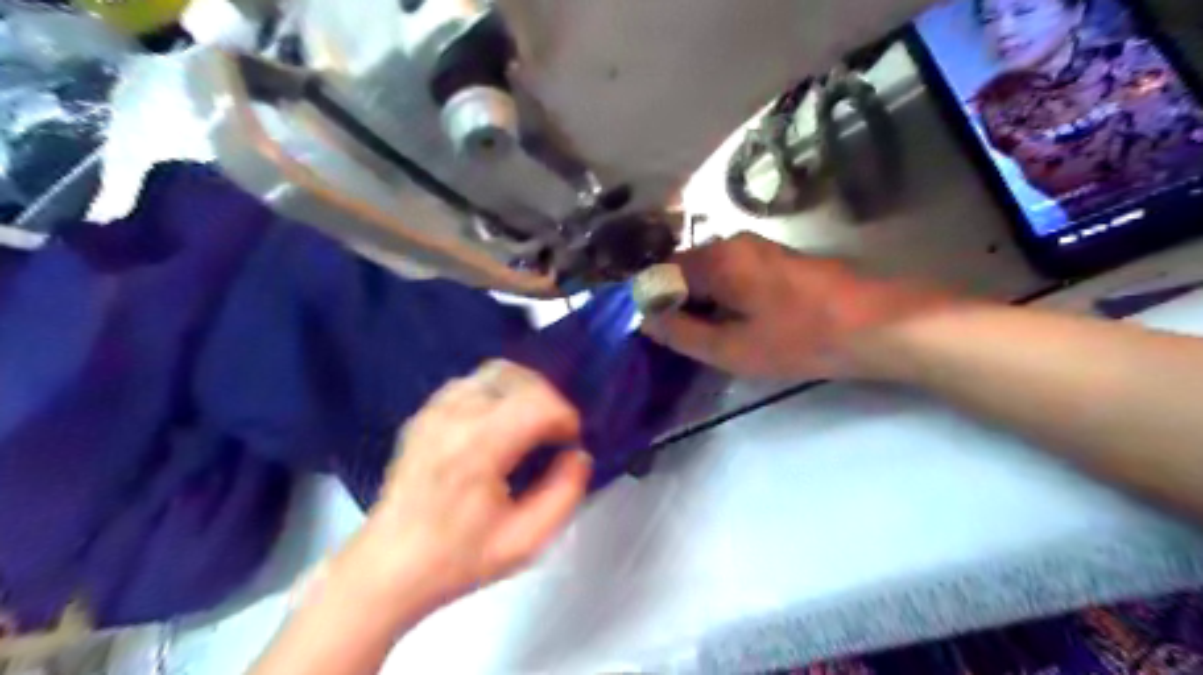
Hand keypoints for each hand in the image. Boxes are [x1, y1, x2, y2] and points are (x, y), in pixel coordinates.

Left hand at [329, 361, 592, 614]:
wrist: (388, 567)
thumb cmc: (459, 558)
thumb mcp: (526, 541)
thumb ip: (565, 493)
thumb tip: (578, 455)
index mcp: (480, 446)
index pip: (539, 401)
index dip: (566, 417)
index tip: (570, 443)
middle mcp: (455, 416)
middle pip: (519, 377)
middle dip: (548, 400)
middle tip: (554, 434)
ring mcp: (435, 410)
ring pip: (495, 372)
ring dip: (523, 392)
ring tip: (529, 426)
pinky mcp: (424, 414)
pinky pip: (471, 383)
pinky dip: (496, 393)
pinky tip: (498, 425)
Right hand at [640, 232, 959, 380]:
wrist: (877, 325)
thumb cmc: (800, 339)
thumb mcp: (733, 349)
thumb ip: (682, 333)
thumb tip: (647, 321)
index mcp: (717, 260)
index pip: (661, 274)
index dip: (653, 303)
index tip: (656, 333)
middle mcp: (733, 243)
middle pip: (685, 270)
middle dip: (678, 303)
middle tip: (682, 341)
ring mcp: (758, 248)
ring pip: (710, 272)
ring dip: (702, 301)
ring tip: (710, 337)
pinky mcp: (777, 259)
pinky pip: (733, 273)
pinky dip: (724, 296)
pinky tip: (737, 323)